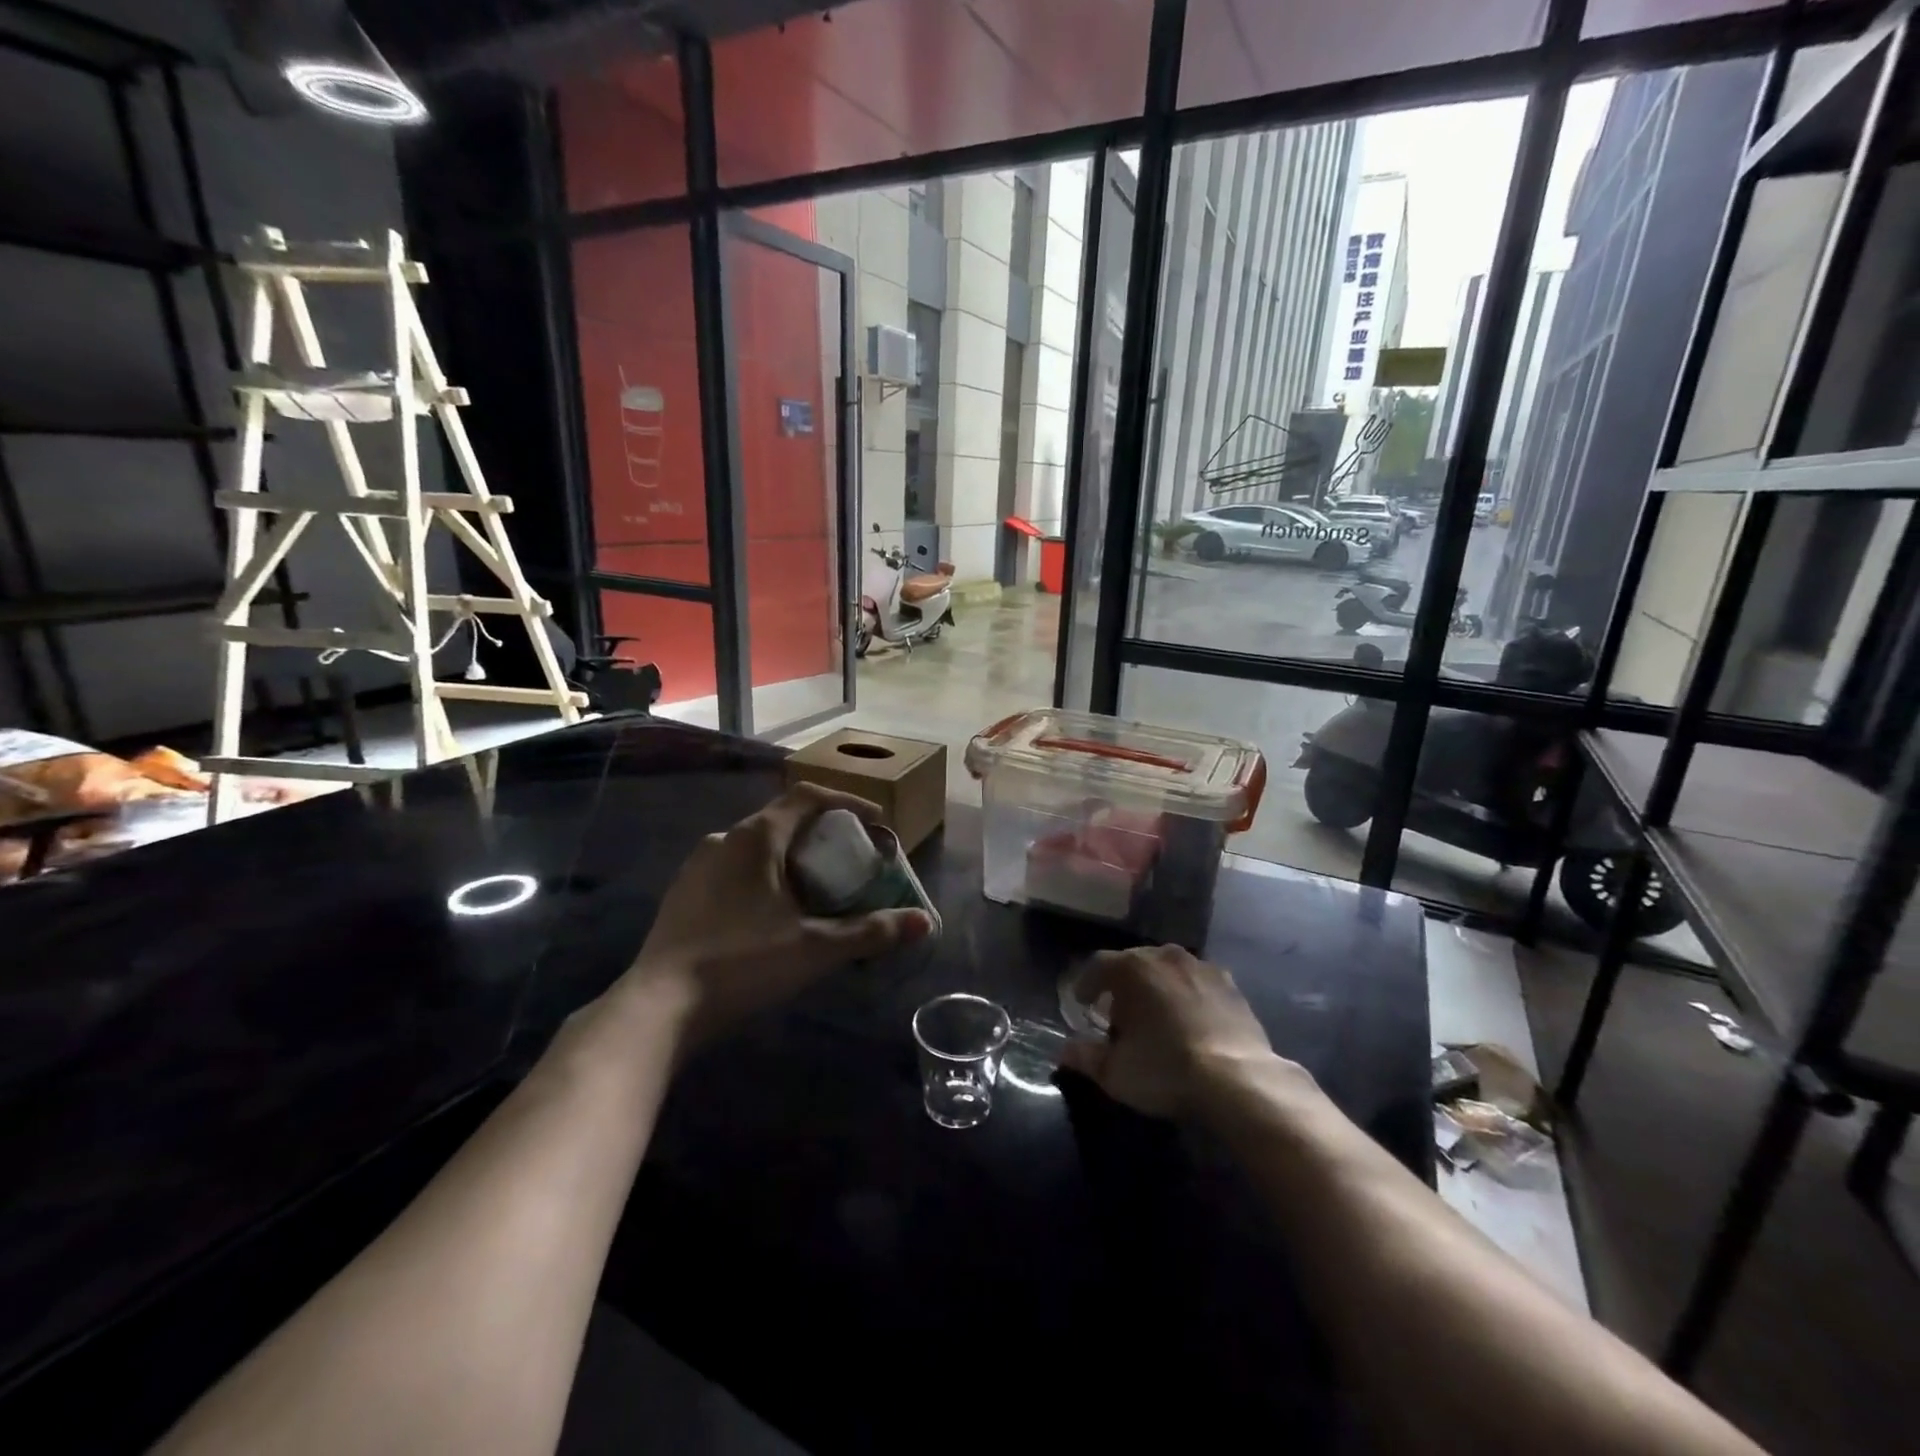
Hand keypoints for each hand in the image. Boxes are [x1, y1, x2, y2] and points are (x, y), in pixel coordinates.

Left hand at [621, 783, 932, 1048]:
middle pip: (782, 820)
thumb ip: (870, 932)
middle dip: (821, 835)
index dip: (847, 802)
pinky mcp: (683, 894)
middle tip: (850, 861)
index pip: (807, 797)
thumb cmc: (742, 963)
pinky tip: (772, 914)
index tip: (876, 822)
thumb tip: (924, 922)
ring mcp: (697, 866)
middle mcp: (724, 839)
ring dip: (790, 857)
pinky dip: (763, 877)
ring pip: (756, 847)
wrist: (657, 1007)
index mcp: (755, 837)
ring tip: (816, 889)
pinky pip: (734, 870)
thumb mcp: (815, 948)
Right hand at [1060, 944, 1287, 1118]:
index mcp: (1131, 968)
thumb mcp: (1115, 1072)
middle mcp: (1165, 956)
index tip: (1083, 1004)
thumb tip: (1065, 1050)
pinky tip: (1190, 1023)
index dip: (1087, 984)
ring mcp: (1202, 967)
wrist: (1238, 1080)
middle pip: (1134, 963)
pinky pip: (1197, 985)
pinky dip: (1188, 997)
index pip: (1098, 965)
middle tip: (1118, 1016)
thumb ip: (1085, 1057)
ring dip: (1157, 988)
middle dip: (1123, 986)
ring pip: (1168, 971)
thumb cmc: (1165, 1069)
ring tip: (1156, 1018)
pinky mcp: (1231, 986)